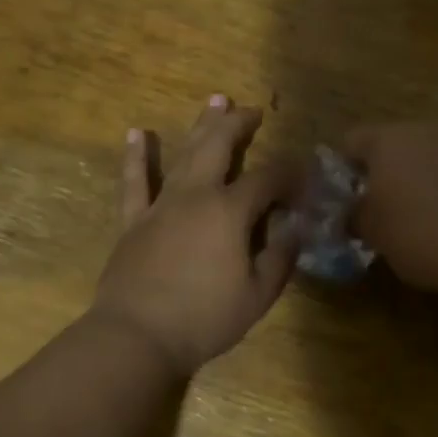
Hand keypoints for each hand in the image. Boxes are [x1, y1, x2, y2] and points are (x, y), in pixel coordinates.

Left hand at [91, 96, 302, 375]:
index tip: (303, 173)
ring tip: (214, 100)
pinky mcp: (134, 220)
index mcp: (230, 211)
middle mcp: (196, 195)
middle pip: (220, 147)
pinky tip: (136, 133)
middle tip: (251, 109)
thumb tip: (295, 227)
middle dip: (238, 124)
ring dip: (201, 126)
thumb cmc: (204, 319)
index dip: (289, 173)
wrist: (137, 336)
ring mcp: (161, 204)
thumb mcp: (258, 294)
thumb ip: (280, 256)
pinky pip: (134, 182)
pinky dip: (136, 157)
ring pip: (184, 154)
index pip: (267, 179)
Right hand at [344, 122, 437, 295]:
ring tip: (430, 212)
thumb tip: (352, 213)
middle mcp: (425, 129)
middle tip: (387, 208)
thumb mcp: (373, 233)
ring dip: (426, 174)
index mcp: (386, 140)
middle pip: (395, 143)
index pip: (351, 142)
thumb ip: (354, 215)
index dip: (345, 170)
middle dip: (388, 170)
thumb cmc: (420, 235)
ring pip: (433, 152)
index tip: (349, 200)